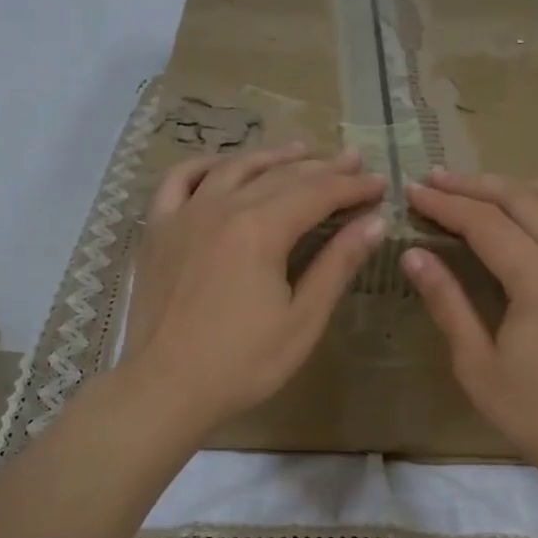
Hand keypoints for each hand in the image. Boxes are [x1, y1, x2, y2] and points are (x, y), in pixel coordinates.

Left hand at [122, 145, 385, 434]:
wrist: (166, 388)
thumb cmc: (243, 363)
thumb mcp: (303, 319)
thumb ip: (337, 264)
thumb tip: (375, 222)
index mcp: (261, 229)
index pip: (317, 193)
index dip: (352, 187)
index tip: (379, 185)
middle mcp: (222, 208)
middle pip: (280, 176)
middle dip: (322, 167)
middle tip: (352, 161)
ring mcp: (184, 215)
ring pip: (234, 169)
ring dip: (272, 157)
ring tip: (302, 150)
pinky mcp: (158, 231)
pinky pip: (179, 180)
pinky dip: (206, 166)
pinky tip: (224, 166)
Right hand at [402, 172, 537, 481]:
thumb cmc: (531, 411)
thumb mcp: (475, 363)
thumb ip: (447, 301)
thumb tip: (414, 254)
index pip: (484, 223)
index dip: (445, 205)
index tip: (414, 192)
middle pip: (521, 200)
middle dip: (474, 186)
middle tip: (437, 180)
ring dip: (520, 185)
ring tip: (486, 188)